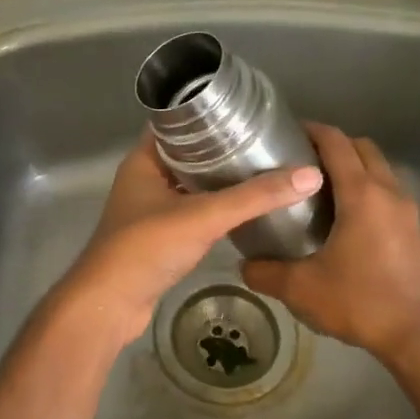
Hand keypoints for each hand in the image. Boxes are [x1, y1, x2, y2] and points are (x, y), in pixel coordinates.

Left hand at [59, 138, 324, 348]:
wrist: (110, 305)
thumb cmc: (147, 248)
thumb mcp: (204, 216)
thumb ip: (254, 197)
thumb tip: (309, 175)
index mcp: (144, 161)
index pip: (176, 123)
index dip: (208, 114)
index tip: (247, 113)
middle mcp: (144, 179)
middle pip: (187, 154)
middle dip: (222, 148)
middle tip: (264, 142)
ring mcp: (149, 210)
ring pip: (190, 185)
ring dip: (219, 180)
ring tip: (262, 170)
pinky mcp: (158, 238)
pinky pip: (191, 212)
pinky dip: (213, 208)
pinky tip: (243, 210)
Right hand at [242, 124, 419, 364]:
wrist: (419, 336)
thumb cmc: (359, 301)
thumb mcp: (301, 289)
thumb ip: (266, 273)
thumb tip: (244, 266)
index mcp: (361, 194)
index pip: (337, 143)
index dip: (313, 130)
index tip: (289, 132)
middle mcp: (389, 193)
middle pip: (364, 148)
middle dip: (335, 145)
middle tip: (303, 162)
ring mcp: (408, 212)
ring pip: (381, 170)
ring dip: (355, 168)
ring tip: (322, 190)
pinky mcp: (416, 232)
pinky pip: (390, 194)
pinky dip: (369, 191)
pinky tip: (347, 221)